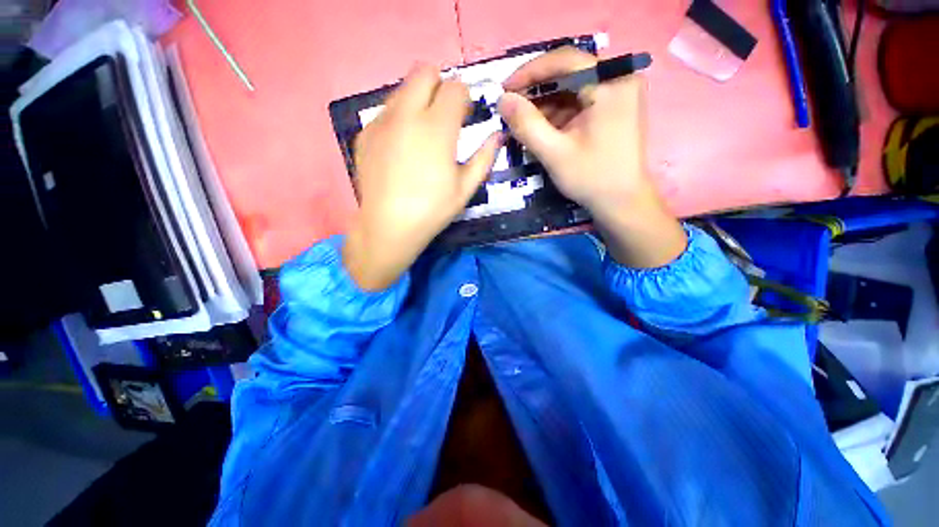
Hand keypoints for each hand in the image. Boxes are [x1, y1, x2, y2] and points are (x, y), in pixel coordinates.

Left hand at [343, 64, 501, 290]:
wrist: (384, 228)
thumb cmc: (431, 209)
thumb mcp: (467, 186)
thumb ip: (486, 155)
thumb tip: (497, 135)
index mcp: (437, 125)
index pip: (454, 86)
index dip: (463, 95)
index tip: (463, 111)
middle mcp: (407, 114)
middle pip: (423, 72)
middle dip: (436, 82)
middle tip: (441, 106)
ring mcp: (381, 122)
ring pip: (401, 88)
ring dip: (415, 96)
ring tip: (419, 125)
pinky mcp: (364, 133)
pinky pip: (385, 110)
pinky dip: (396, 116)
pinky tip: (398, 142)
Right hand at [498, 47, 685, 267]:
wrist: (628, 204)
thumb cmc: (596, 179)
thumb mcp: (554, 153)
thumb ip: (525, 122)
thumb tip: (501, 98)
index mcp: (612, 86)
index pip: (566, 60)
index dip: (531, 70)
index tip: (506, 88)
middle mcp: (621, 79)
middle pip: (570, 66)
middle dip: (538, 83)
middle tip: (513, 100)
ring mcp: (623, 88)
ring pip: (575, 78)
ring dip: (548, 94)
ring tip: (526, 116)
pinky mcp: (620, 99)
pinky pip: (584, 89)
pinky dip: (562, 102)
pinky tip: (545, 121)